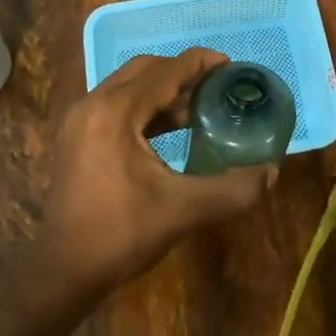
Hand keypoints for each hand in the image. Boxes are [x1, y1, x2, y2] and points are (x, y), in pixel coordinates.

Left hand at [30, 48, 275, 308]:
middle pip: (144, 70)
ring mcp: (80, 120)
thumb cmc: (120, 234)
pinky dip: (145, 108)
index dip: (201, 64)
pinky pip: (116, 106)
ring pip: (128, 87)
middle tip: (217, 87)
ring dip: (163, 91)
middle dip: (182, 73)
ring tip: (200, 109)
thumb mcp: (183, 211)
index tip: (231, 66)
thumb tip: (272, 173)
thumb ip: (232, 189)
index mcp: (115, 112)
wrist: (63, 272)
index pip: (166, 71)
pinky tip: (170, 130)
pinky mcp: (76, 138)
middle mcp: (93, 104)